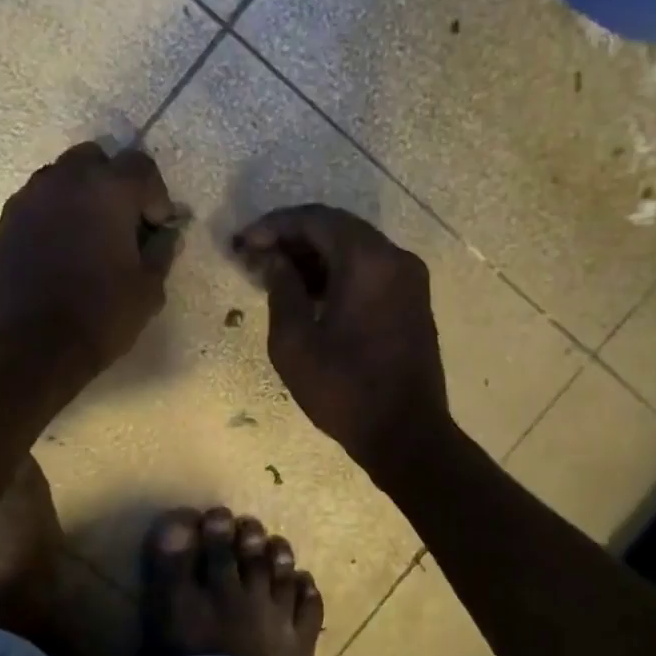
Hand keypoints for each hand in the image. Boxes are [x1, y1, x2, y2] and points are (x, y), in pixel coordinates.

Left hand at [0, 143, 179, 375]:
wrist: (27, 347)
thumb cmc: (100, 315)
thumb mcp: (149, 288)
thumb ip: (161, 251)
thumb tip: (166, 234)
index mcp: (108, 189)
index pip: (141, 166)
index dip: (156, 196)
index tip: (157, 229)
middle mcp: (65, 180)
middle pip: (96, 160)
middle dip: (115, 184)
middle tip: (124, 223)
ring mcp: (29, 199)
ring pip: (63, 178)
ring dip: (82, 197)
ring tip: (90, 238)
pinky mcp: (5, 222)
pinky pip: (39, 204)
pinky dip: (55, 216)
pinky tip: (62, 252)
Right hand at [234, 205, 450, 476]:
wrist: (407, 434)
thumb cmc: (345, 390)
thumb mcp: (295, 342)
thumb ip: (281, 289)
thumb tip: (274, 260)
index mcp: (368, 262)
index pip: (316, 220)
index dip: (274, 226)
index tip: (243, 243)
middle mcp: (395, 258)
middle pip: (338, 228)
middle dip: (293, 237)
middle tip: (256, 256)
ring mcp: (409, 279)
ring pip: (355, 247)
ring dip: (315, 254)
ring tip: (276, 274)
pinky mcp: (412, 300)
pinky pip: (370, 269)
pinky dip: (338, 271)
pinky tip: (309, 291)